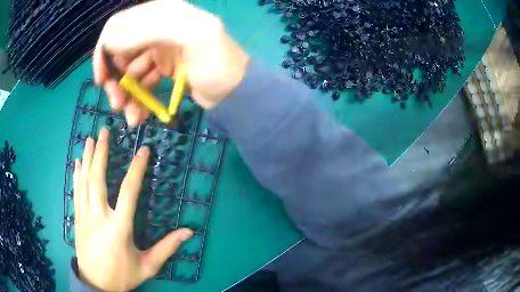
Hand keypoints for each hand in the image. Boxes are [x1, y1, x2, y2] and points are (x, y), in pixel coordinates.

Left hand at [73, 128, 192, 290]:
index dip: (136, 169)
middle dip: (102, 153)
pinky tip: (78, 163)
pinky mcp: (77, 219)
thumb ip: (166, 248)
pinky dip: (77, 175)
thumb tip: (188, 232)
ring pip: (84, 182)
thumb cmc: (122, 275)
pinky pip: (76, 192)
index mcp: (119, 228)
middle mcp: (99, 217)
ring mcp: (85, 216)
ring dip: (88, 159)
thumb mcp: (147, 266)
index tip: (143, 151)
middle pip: (98, 179)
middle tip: (104, 132)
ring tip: (91, 139)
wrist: (96, 284)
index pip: (128, 192)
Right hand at [93, 0, 249, 126]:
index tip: (101, 79)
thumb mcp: (195, 36)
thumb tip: (111, 40)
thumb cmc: (220, 62)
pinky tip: (139, 116)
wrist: (237, 92)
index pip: (118, 26)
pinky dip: (138, 99)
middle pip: (120, 52)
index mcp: (162, 14)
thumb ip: (154, 29)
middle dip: (114, 79)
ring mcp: (159, 50)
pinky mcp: (163, 69)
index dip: (104, 51)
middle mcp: (157, 29)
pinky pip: (142, 83)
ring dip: (125, 95)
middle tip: (115, 103)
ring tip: (130, 117)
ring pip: (129, 71)